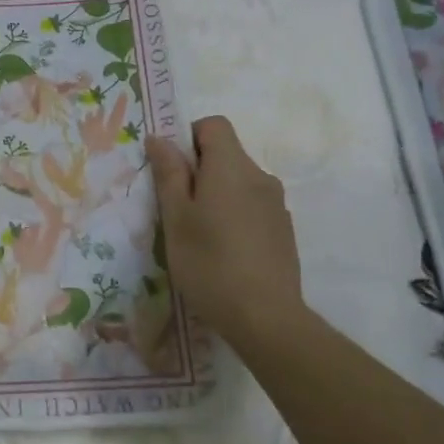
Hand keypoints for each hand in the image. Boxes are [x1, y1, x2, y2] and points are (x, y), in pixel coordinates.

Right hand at [147, 116, 309, 344]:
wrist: (266, 318)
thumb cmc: (210, 263)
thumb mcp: (176, 218)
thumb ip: (169, 173)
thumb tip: (160, 138)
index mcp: (231, 167)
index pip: (214, 125)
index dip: (188, 137)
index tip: (172, 168)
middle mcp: (260, 177)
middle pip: (226, 154)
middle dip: (199, 170)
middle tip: (177, 208)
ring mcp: (276, 204)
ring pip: (239, 182)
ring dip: (217, 194)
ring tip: (200, 234)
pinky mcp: (283, 230)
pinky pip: (252, 205)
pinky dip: (235, 214)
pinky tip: (224, 251)